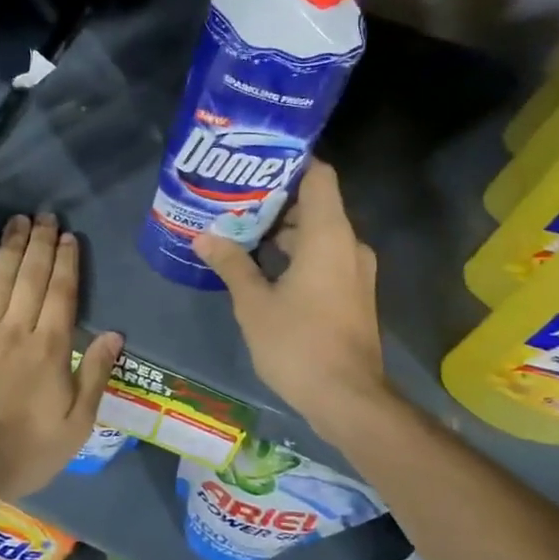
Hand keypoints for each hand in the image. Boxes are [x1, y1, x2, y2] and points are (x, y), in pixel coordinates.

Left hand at [0, 213, 122, 502]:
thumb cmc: (20, 452)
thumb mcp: (74, 427)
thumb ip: (95, 376)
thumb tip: (115, 334)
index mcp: (50, 349)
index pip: (62, 293)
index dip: (66, 262)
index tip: (69, 237)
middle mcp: (16, 329)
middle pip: (31, 276)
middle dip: (40, 243)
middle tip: (45, 216)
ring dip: (10, 246)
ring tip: (18, 222)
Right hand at [193, 160, 391, 427]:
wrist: (348, 399)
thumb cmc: (298, 343)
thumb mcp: (253, 303)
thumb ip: (231, 263)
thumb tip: (203, 236)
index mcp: (328, 235)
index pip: (319, 176)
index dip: (291, 162)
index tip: (256, 160)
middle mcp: (348, 244)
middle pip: (315, 205)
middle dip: (274, 201)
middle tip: (233, 198)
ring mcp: (355, 271)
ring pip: (318, 234)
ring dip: (283, 232)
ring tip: (239, 230)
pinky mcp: (352, 294)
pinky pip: (324, 257)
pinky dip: (296, 254)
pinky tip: (261, 266)